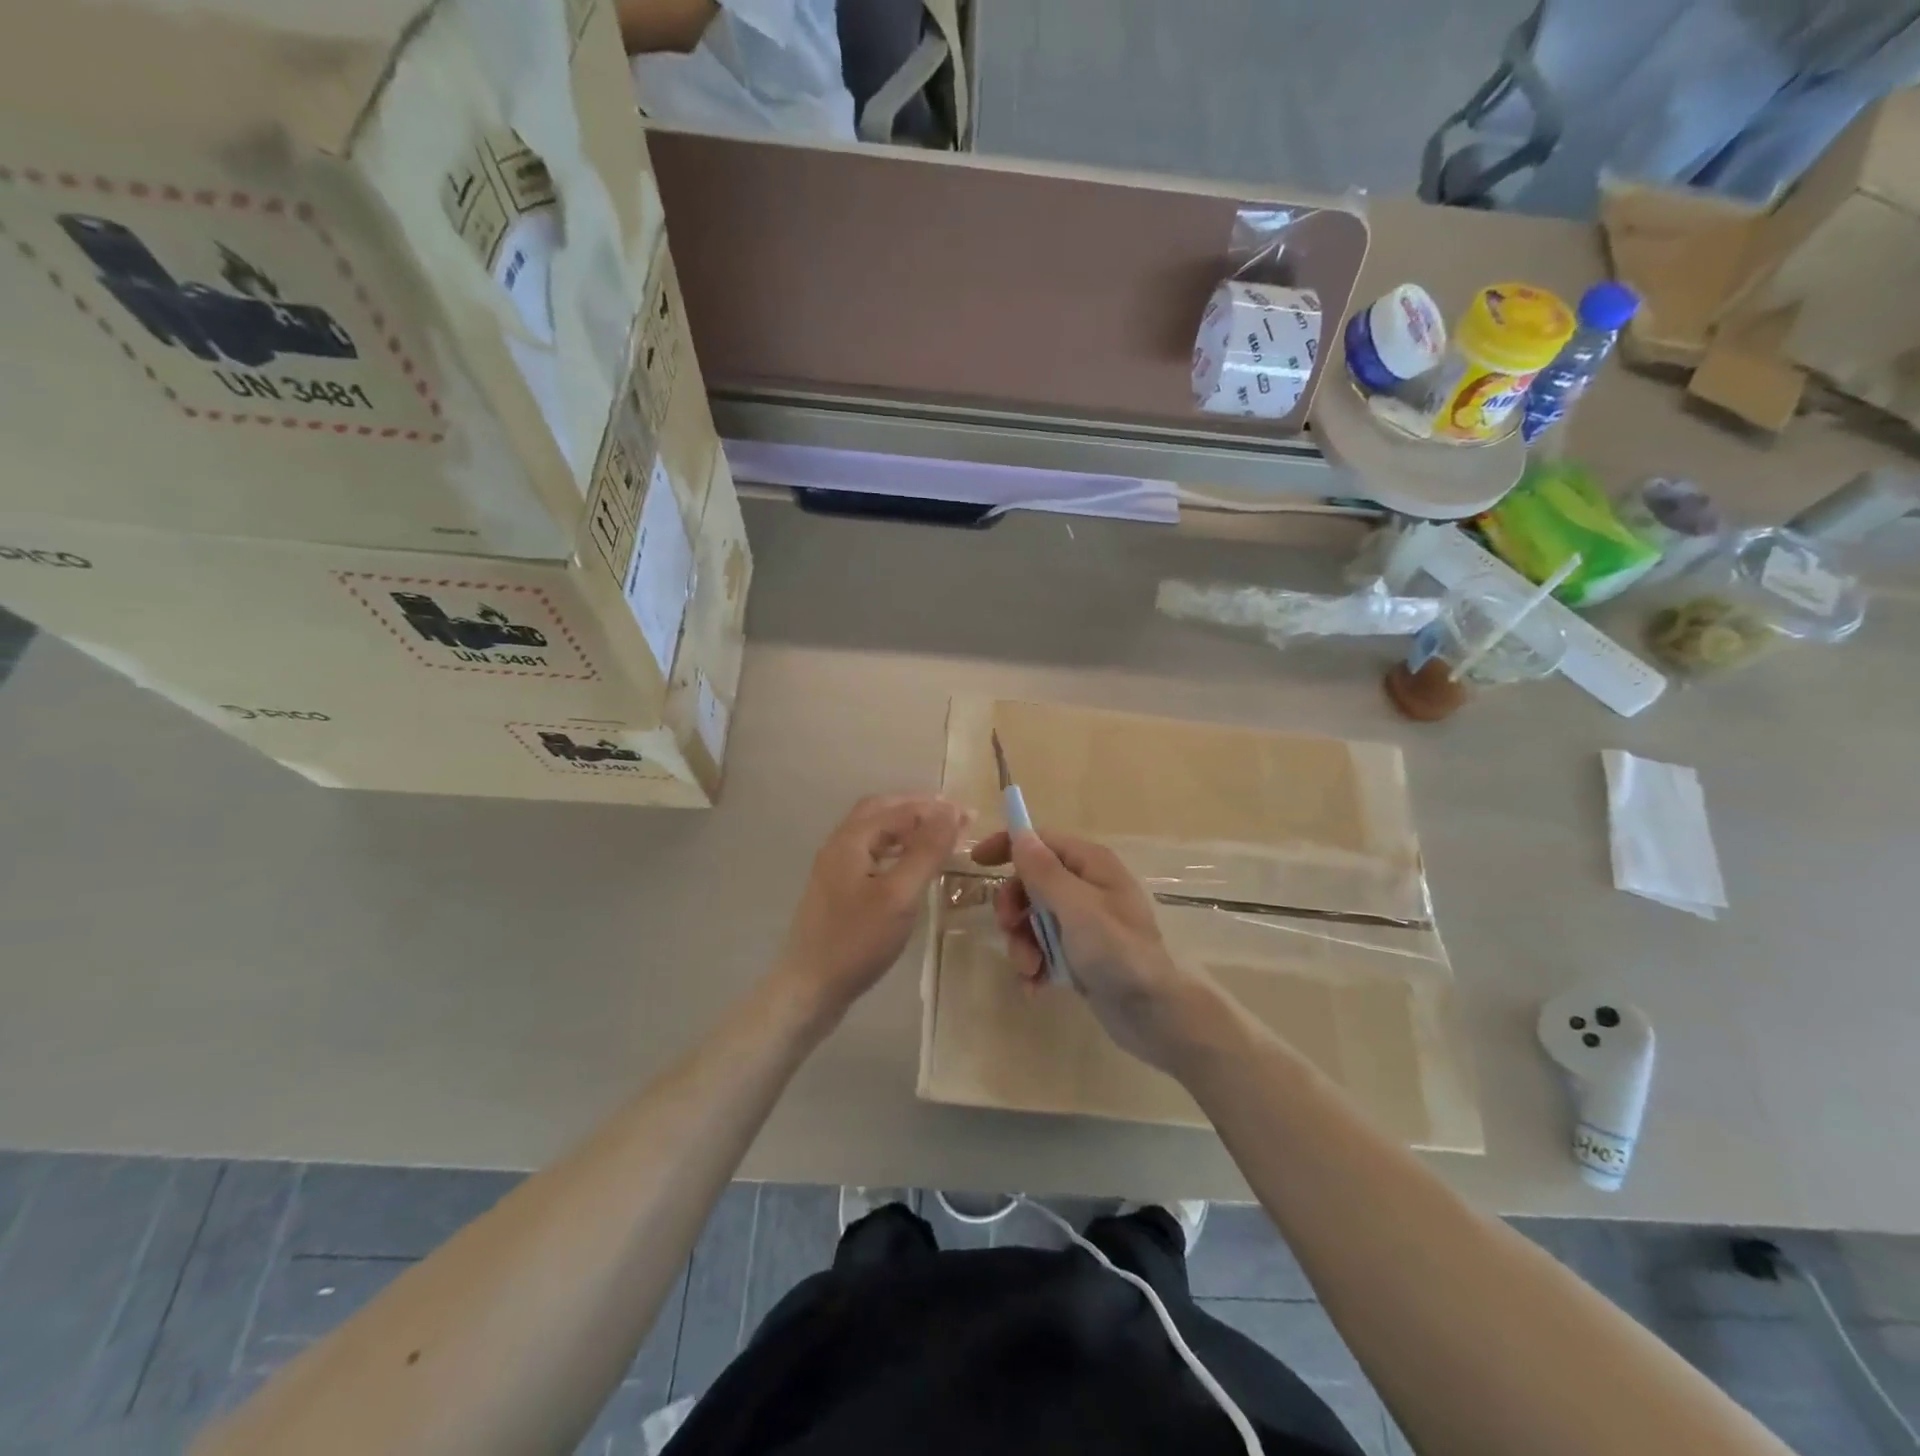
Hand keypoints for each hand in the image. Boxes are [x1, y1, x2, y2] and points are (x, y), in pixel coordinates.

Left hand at [777, 795, 969, 1023]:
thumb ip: (925, 851)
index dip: (936, 809)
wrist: (809, 988)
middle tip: (951, 816)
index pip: (900, 810)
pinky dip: (896, 848)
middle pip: (881, 811)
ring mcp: (835, 868)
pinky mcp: (838, 890)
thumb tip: (950, 812)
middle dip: (918, 808)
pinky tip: (910, 866)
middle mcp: (839, 845)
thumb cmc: (857, 940)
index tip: (970, 815)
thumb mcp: (899, 895)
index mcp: (851, 839)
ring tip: (938, 835)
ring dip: (907, 827)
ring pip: (874, 832)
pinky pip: (871, 853)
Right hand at [969, 828, 1223, 1074]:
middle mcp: (1087, 887)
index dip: (1008, 846)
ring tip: (1030, 969)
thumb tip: (1020, 834)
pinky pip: (1044, 950)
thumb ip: (1044, 872)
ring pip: (1034, 920)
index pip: (1041, 841)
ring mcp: (1084, 924)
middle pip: (1032, 882)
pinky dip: (1035, 965)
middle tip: (1011, 929)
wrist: (1158, 1015)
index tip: (977, 863)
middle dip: (1015, 908)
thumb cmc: (1119, 952)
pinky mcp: (1082, 955)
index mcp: (1091, 865)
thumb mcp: (1076, 908)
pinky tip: (1036, 987)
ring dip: (1023, 943)